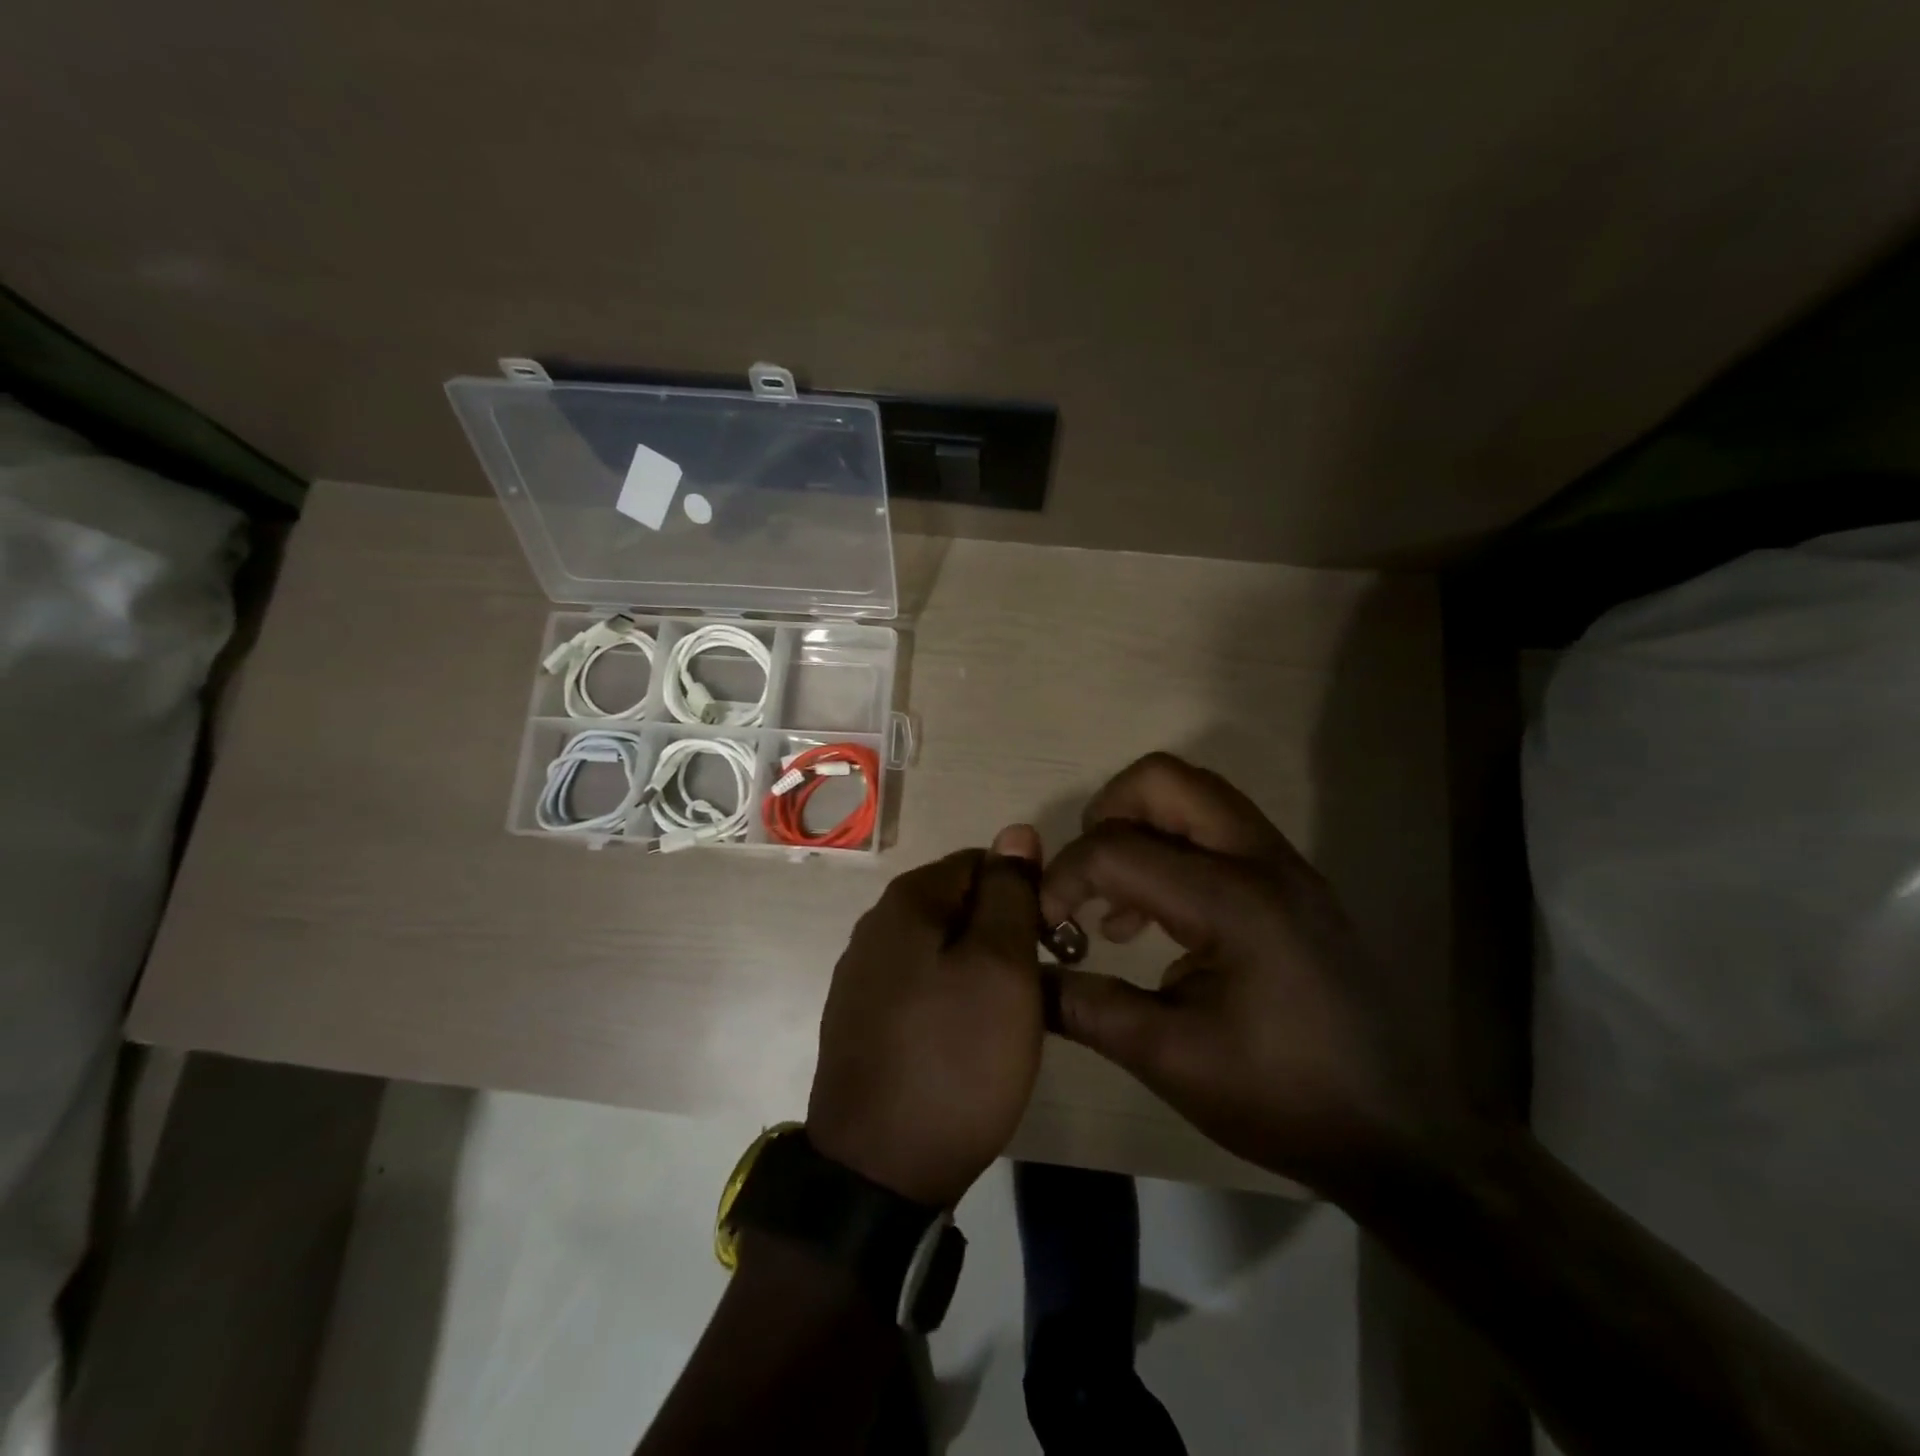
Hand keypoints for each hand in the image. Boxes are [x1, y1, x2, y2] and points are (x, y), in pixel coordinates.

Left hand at [807, 826, 1044, 1206]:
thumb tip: (1016, 831)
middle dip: (1001, 933)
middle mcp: (874, 926)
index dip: (1023, 893)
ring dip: (978, 968)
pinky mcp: (859, 1019)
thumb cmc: (954, 1059)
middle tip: (1031, 988)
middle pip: (958, 904)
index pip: (981, 862)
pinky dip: (949, 998)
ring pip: (940, 947)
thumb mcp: (1001, 968)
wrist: (877, 1172)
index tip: (1049, 943)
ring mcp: (860, 975)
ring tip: (1004, 1019)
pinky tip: (963, 1041)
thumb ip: (1010, 893)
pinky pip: (918, 985)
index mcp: (907, 901)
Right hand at [1039, 754, 1471, 1198]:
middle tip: (1085, 878)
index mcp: (1233, 900)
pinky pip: (1220, 832)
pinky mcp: (1295, 886)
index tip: (1044, 925)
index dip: (1063, 878)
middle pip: (1166, 779)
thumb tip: (1026, 978)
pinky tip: (1160, 922)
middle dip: (1107, 814)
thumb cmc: (1280, 1097)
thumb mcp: (1169, 1057)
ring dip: (1142, 828)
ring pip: (1196, 797)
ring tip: (1116, 904)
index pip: (1117, 849)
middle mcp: (1263, 861)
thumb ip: (1087, 1006)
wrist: (1395, 1136)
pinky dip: (1174, 850)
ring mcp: (1287, 867)